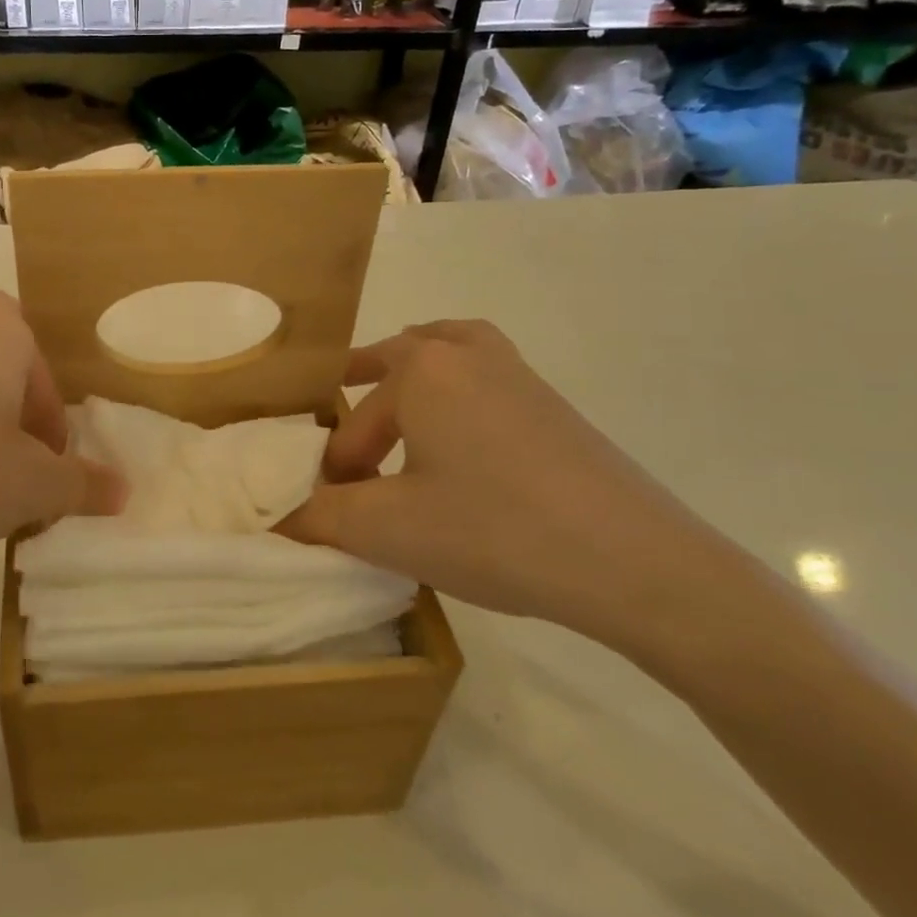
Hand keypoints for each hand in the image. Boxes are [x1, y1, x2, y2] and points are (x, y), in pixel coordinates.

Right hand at [280, 321, 753, 655]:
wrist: (634, 563)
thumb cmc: (492, 531)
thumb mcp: (386, 530)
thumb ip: (320, 519)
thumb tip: (281, 522)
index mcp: (422, 371)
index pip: (354, 421)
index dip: (336, 468)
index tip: (334, 510)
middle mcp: (469, 356)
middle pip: (401, 354)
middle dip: (365, 385)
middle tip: (344, 419)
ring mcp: (520, 377)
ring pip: (452, 353)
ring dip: (418, 374)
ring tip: (400, 402)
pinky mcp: (556, 408)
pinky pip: (488, 380)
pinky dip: (460, 393)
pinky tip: (463, 443)